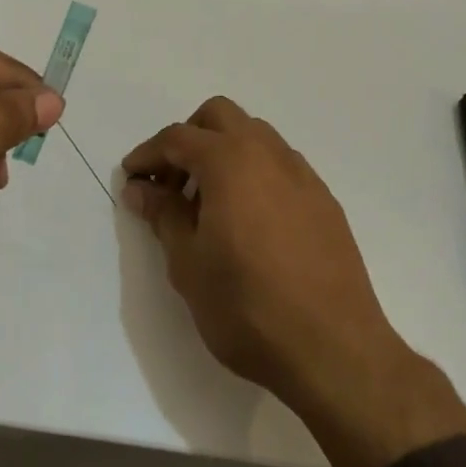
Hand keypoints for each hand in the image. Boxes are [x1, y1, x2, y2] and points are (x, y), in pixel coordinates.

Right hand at [122, 97, 465, 466]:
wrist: (334, 350)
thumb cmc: (247, 307)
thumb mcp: (189, 264)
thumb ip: (163, 215)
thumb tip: (141, 188)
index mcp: (230, 161)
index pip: (178, 138)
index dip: (148, 154)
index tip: (131, 177)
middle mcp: (268, 154)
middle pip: (219, 117)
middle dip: (189, 138)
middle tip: (171, 182)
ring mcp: (302, 175)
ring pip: (255, 135)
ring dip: (224, 151)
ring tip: (208, 202)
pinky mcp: (324, 200)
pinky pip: (280, 165)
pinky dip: (254, 172)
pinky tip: (248, 219)